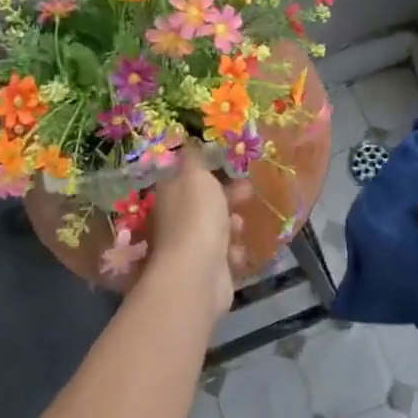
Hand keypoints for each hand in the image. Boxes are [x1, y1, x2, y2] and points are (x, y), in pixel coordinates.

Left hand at [149, 144, 245, 314]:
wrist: (198, 273)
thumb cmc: (197, 216)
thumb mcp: (196, 175)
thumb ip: (195, 158)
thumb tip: (189, 143)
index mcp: (170, 193)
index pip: (186, 176)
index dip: (208, 169)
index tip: (230, 164)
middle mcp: (175, 219)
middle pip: (204, 202)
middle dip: (228, 196)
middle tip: (247, 191)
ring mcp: (189, 246)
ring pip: (216, 228)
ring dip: (231, 224)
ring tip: (238, 225)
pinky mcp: (206, 270)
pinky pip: (224, 254)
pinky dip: (233, 252)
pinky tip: (236, 252)